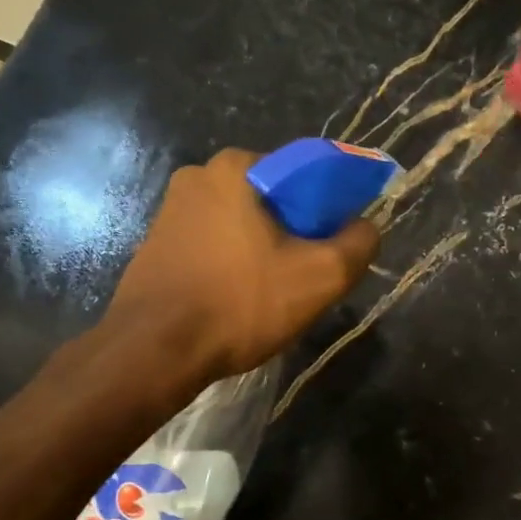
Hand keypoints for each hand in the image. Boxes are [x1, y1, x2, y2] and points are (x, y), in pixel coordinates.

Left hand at [100, 150, 378, 382]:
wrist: (155, 352)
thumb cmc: (241, 303)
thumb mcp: (321, 276)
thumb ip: (359, 243)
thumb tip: (366, 227)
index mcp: (236, 167)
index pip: (305, 173)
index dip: (331, 209)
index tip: (334, 246)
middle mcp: (198, 176)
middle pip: (274, 199)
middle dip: (297, 232)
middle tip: (307, 275)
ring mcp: (171, 210)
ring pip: (244, 224)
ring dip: (266, 251)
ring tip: (274, 294)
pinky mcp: (157, 244)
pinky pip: (215, 244)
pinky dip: (235, 264)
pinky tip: (240, 300)